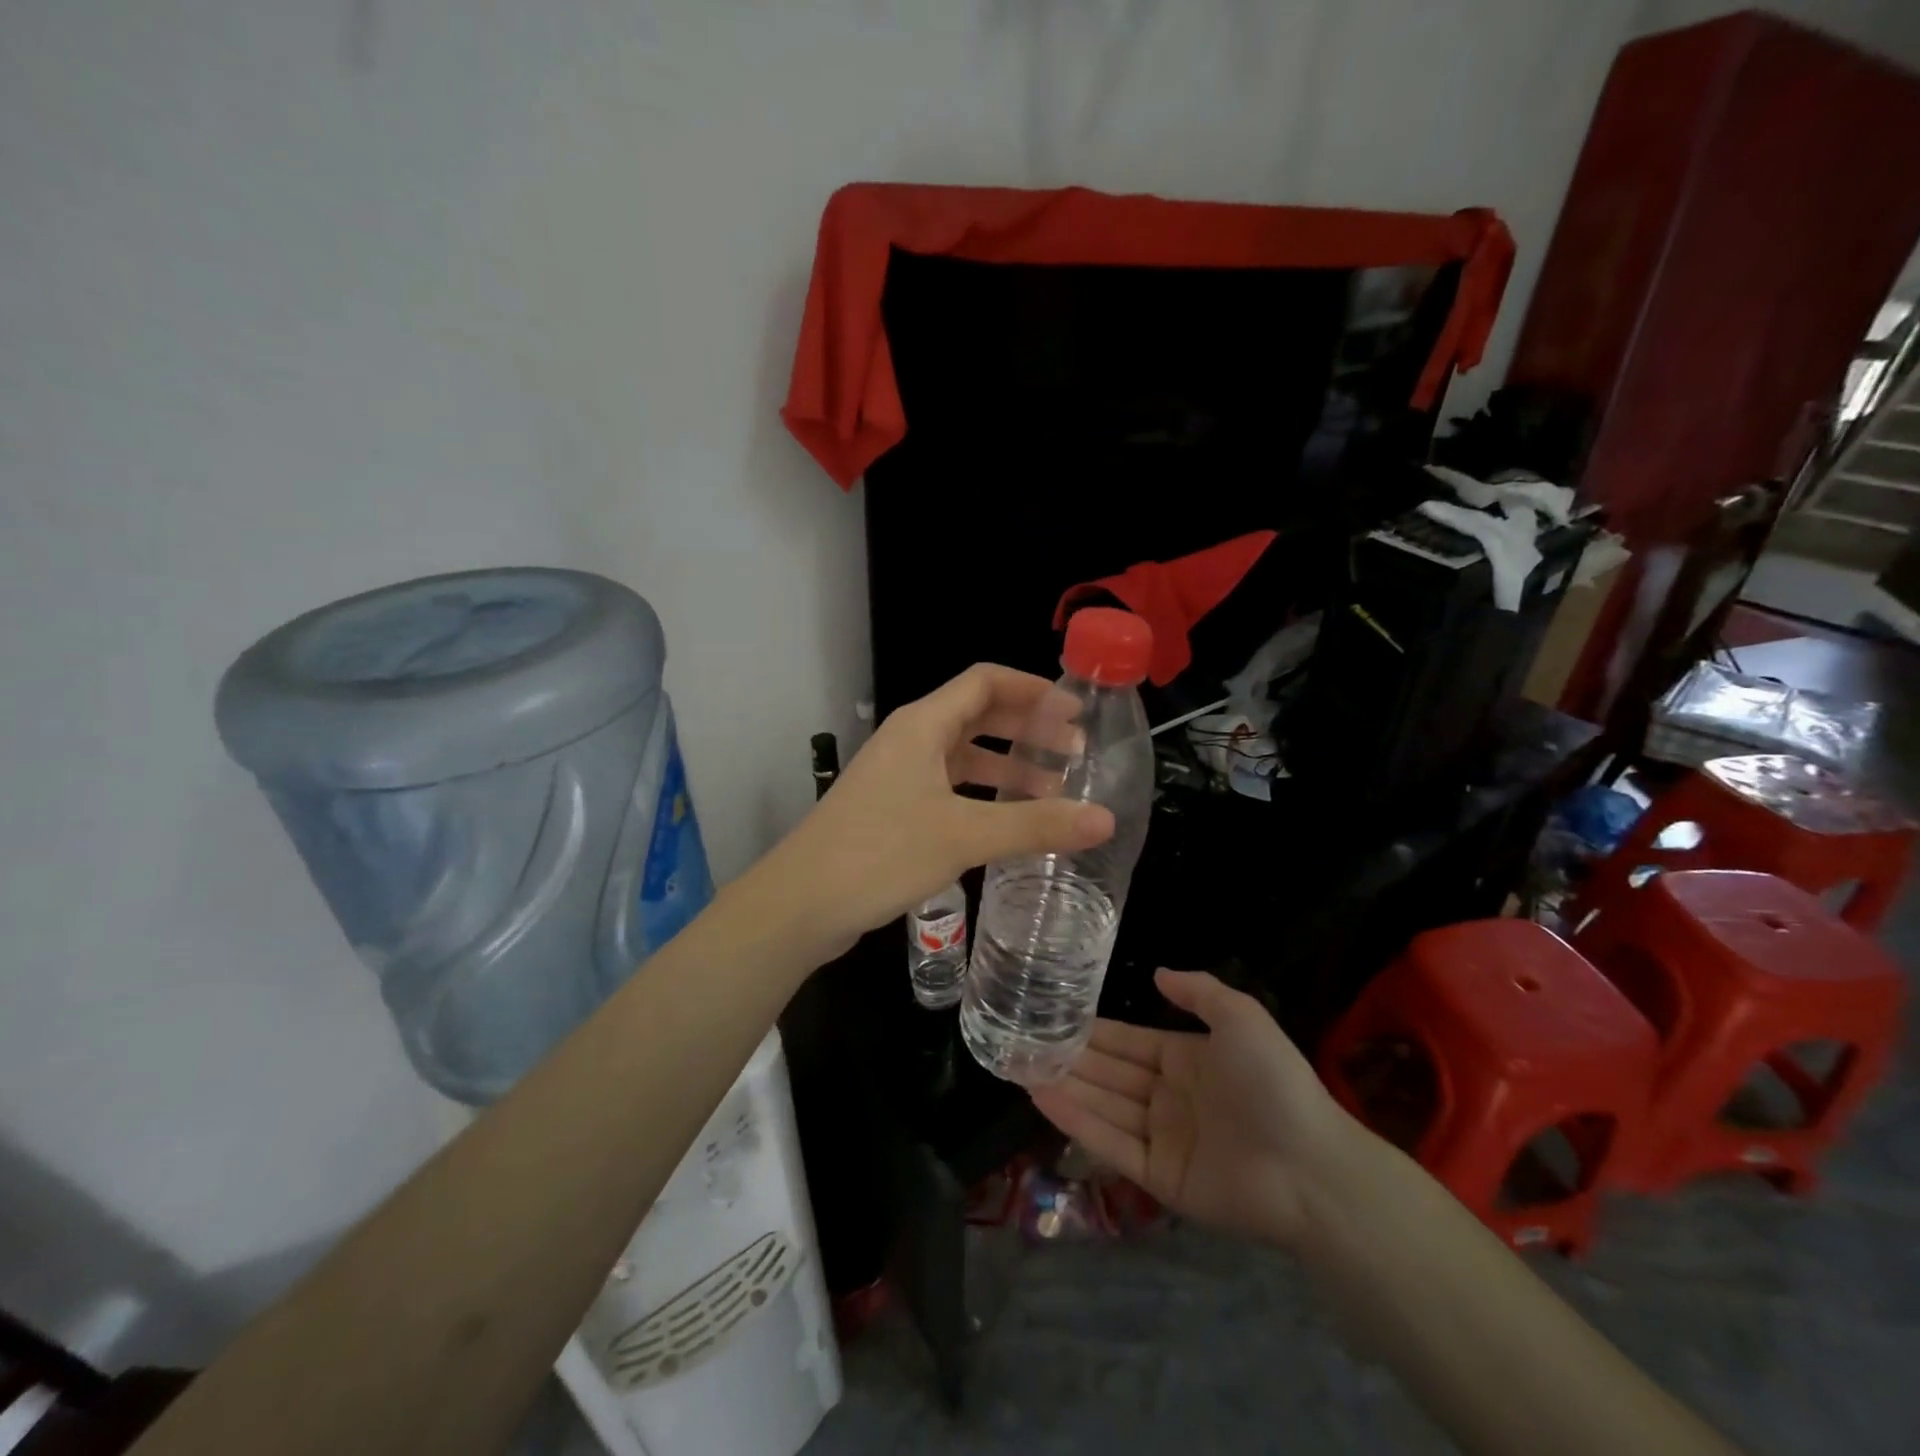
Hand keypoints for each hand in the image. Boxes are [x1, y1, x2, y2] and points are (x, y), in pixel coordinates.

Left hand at [755, 664, 1114, 956]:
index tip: (1075, 711)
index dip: (1033, 689)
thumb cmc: (881, 853)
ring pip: (963, 757)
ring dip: (1007, 768)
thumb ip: (1036, 826)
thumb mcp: (964, 835)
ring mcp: (898, 775)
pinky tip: (1008, 823)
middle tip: (1075, 753)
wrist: (801, 902)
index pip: (985, 682)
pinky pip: (948, 788)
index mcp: (923, 725)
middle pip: (977, 716)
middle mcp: (910, 740)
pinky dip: (982, 796)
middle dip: (1027, 730)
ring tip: (1055, 791)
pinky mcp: (892, 809)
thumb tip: (1105, 819)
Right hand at [1030, 970, 1354, 1247]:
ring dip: (1063, 1087)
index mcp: (1187, 1059)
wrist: (1310, 1167)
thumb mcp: (1241, 1017)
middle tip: (1021, 1043)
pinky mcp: (1159, 1177)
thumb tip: (1156, 970)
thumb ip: (1198, 991)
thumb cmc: (1272, 1082)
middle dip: (1068, 1059)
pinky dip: (1077, 1121)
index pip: (1128, 1042)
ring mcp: (1163, 1139)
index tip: (1053, 1018)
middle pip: (1109, 1074)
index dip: (1092, 1031)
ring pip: (1103, 1106)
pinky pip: (1111, 1144)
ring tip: (1018, 1068)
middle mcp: (1169, 1097)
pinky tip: (1043, 1098)